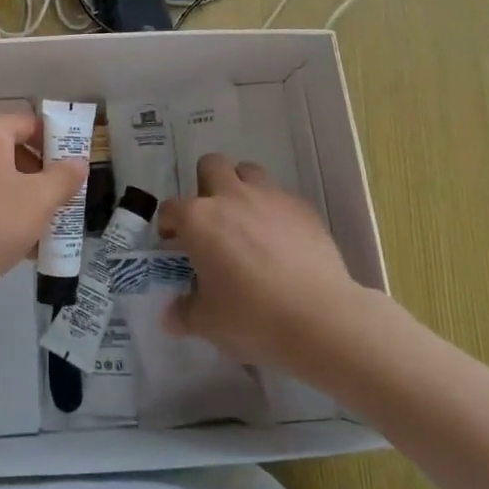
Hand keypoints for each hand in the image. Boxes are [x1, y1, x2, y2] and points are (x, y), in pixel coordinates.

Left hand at [0, 111, 86, 289]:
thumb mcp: (38, 201)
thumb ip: (63, 178)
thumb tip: (77, 162)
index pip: (28, 123)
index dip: (54, 142)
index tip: (70, 169)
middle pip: (9, 150)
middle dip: (37, 175)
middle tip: (57, 201)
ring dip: (17, 196)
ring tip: (37, 228)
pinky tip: (8, 240)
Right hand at [159, 153, 363, 371]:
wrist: (320, 318)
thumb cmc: (252, 316)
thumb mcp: (207, 323)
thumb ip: (183, 312)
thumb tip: (171, 314)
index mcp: (198, 219)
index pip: (171, 208)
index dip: (169, 225)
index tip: (174, 244)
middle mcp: (231, 196)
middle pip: (211, 165)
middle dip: (206, 185)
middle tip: (212, 220)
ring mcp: (269, 197)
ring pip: (248, 172)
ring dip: (241, 188)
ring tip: (247, 223)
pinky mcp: (302, 207)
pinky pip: (281, 196)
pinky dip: (274, 211)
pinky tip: (281, 241)